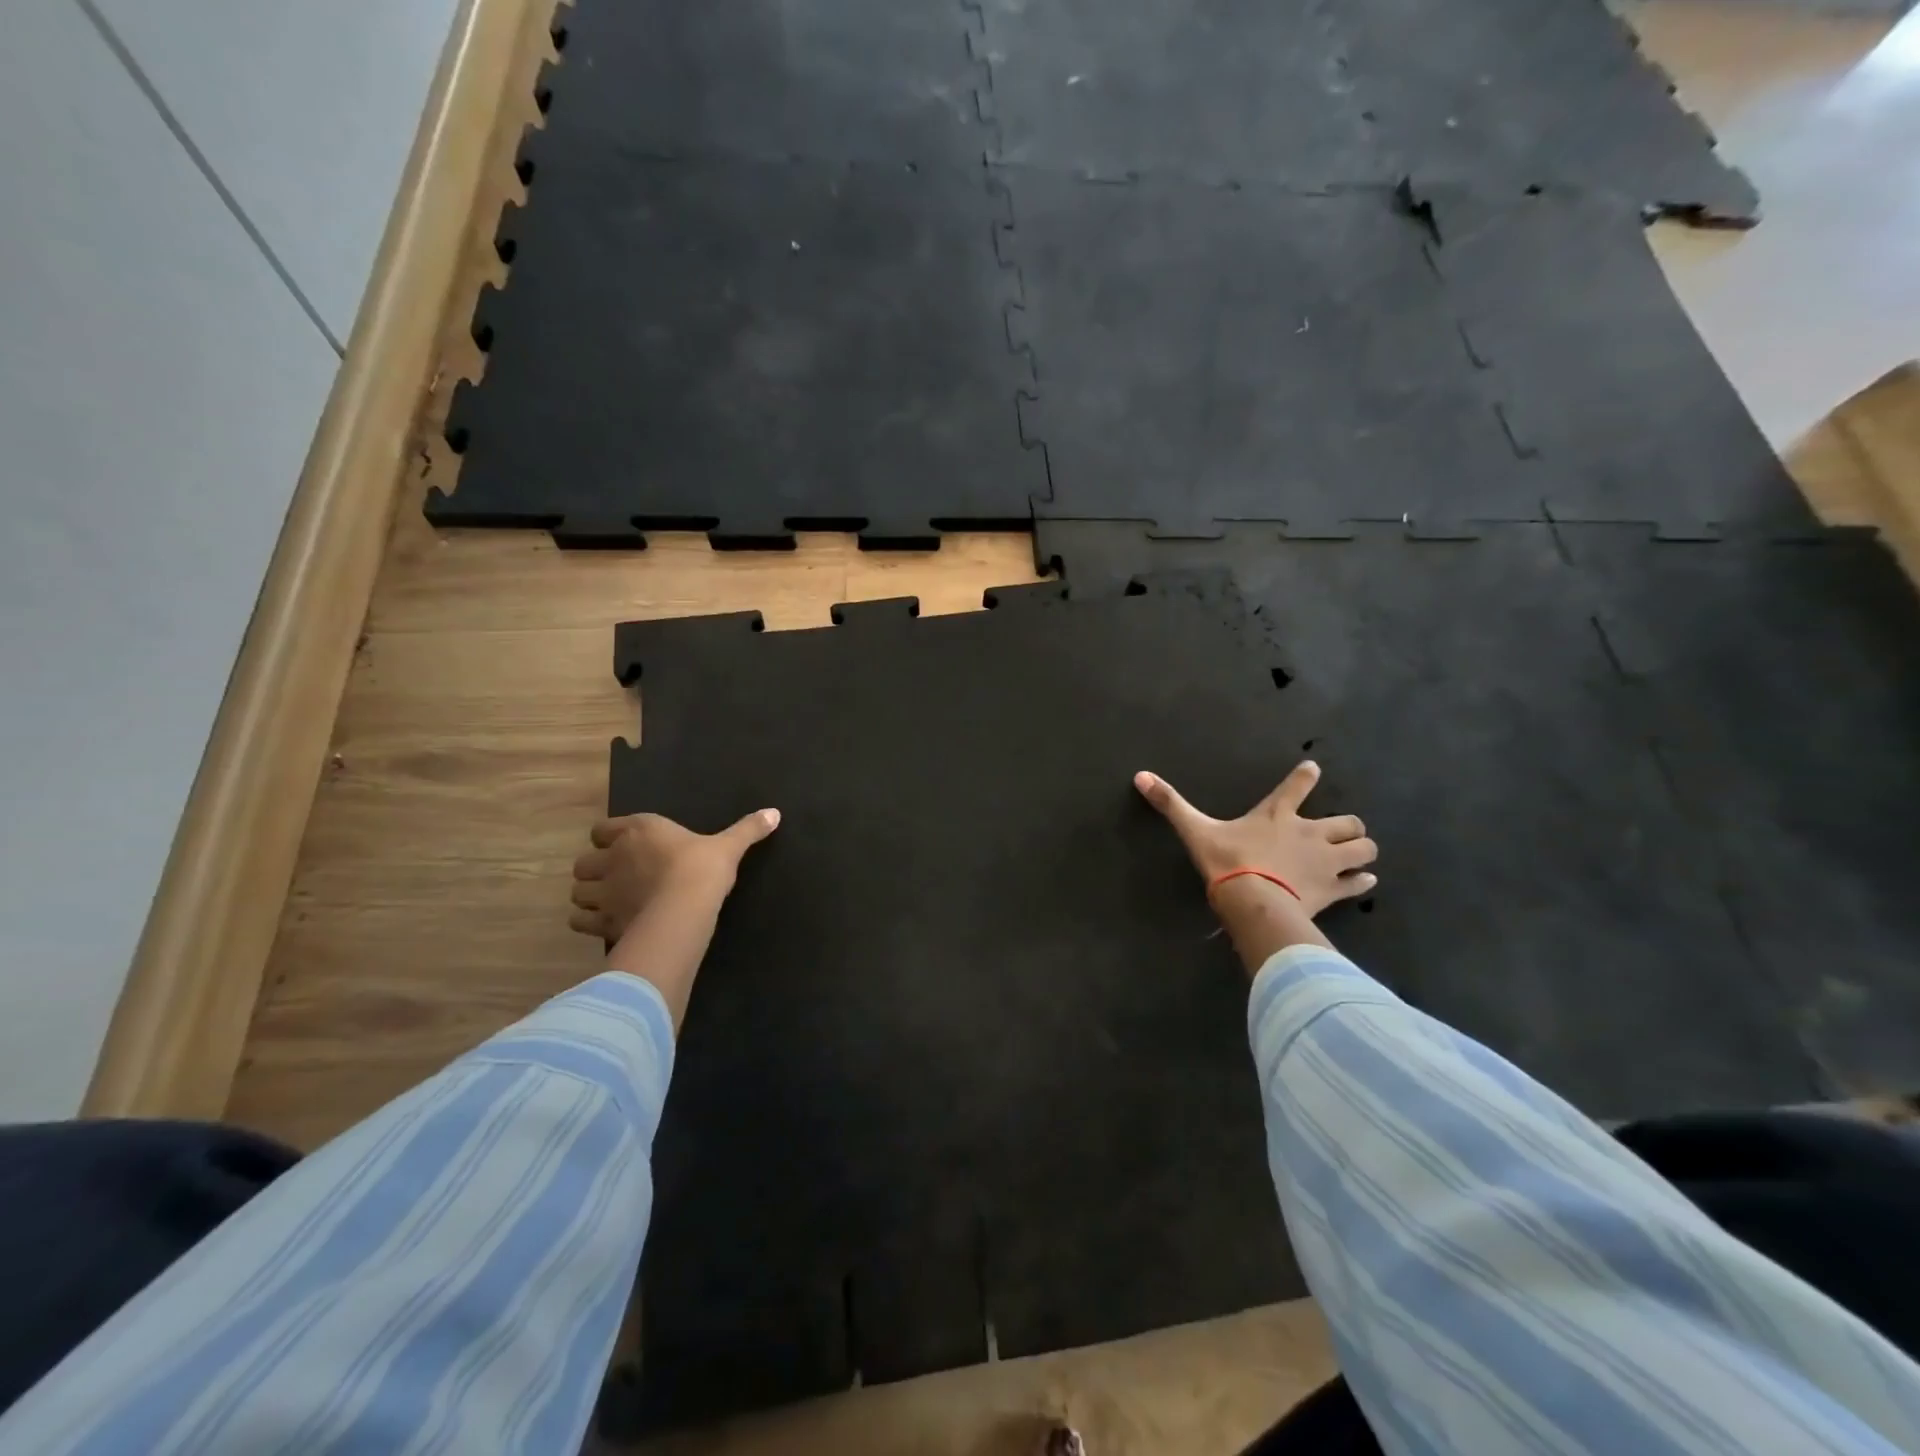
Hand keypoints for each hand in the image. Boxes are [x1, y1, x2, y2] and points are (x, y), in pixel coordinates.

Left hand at [570, 808, 780, 942]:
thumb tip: (775, 813)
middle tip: (614, 880)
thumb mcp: (729, 846)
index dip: (609, 839)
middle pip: (584, 863)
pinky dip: (588, 923)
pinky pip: (579, 921)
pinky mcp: (602, 920)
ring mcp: (604, 890)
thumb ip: (748, 829)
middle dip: (595, 871)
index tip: (624, 848)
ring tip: (607, 904)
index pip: (602, 829)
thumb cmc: (703, 868)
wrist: (685, 907)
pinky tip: (605, 926)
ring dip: (588, 897)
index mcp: (638, 830)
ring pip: (578, 892)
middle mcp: (613, 857)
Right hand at [1134, 760, 1376, 917]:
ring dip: (1361, 850)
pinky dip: (1362, 881)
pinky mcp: (1334, 889)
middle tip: (1340, 831)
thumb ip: (1171, 804)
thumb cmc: (1227, 862)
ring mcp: (1326, 861)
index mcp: (1278, 814)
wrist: (1254, 902)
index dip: (1306, 776)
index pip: (1298, 785)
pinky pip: (1359, 882)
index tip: (1313, 769)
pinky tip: (1364, 881)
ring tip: (1356, 855)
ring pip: (1363, 848)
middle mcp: (1310, 832)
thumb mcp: (1195, 831)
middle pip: (1348, 821)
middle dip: (1348, 825)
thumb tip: (1140, 776)